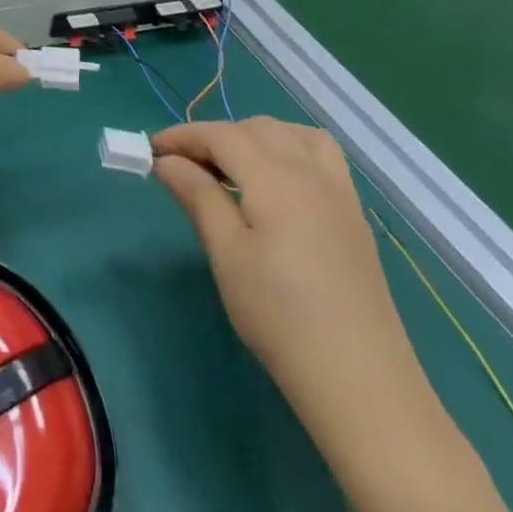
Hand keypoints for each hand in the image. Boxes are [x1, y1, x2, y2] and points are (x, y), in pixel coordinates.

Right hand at [151, 120, 416, 401]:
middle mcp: (310, 171)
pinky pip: (320, 154)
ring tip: (230, 169)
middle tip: (184, 167)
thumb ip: (197, 196)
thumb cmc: (280, 317)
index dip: (183, 136)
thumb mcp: (226, 255)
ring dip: (254, 136)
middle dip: (215, 137)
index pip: (221, 135)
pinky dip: (290, 148)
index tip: (151, 151)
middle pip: (255, 128)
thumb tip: (167, 161)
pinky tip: (276, 183)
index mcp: (275, 178)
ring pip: (291, 134)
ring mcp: (339, 192)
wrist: (361, 383)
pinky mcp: (354, 215)